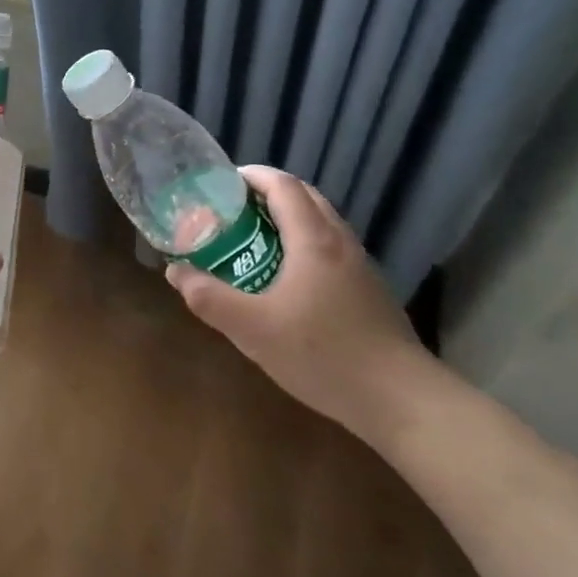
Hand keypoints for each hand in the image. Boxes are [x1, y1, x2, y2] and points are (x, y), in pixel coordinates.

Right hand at [166, 166, 434, 440]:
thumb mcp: (253, 330)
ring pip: (321, 223)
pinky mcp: (369, 290)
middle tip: (232, 212)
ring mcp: (360, 266)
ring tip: (253, 242)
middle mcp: (340, 242)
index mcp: (314, 240)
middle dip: (267, 195)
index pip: (283, 185)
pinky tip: (286, 281)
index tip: (221, 183)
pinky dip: (304, 245)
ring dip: (287, 220)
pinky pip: (330, 248)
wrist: (400, 400)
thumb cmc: (323, 355)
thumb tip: (176, 272)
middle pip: (304, 197)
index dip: (252, 176)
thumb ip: (209, 298)